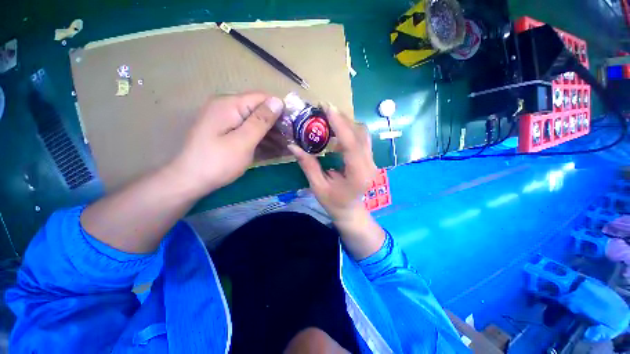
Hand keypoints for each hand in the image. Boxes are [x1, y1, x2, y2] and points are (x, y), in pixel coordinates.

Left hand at [172, 93, 283, 193]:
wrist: (190, 181)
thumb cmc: (218, 162)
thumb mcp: (243, 141)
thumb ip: (261, 121)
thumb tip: (278, 101)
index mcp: (229, 105)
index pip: (262, 98)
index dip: (280, 109)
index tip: (294, 125)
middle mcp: (227, 107)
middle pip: (259, 110)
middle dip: (276, 124)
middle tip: (291, 139)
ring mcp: (226, 120)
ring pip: (255, 122)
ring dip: (271, 134)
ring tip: (286, 146)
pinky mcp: (226, 132)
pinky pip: (248, 131)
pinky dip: (261, 139)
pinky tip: (273, 149)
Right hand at [288, 104, 376, 221]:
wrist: (351, 211)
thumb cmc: (334, 203)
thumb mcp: (318, 187)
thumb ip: (308, 166)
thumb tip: (293, 146)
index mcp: (357, 175)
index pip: (351, 145)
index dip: (340, 125)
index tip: (328, 108)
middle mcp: (369, 165)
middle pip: (360, 135)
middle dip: (343, 120)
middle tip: (324, 111)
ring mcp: (372, 161)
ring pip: (363, 134)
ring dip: (347, 124)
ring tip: (329, 119)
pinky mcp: (370, 159)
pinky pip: (362, 139)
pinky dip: (350, 131)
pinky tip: (337, 132)